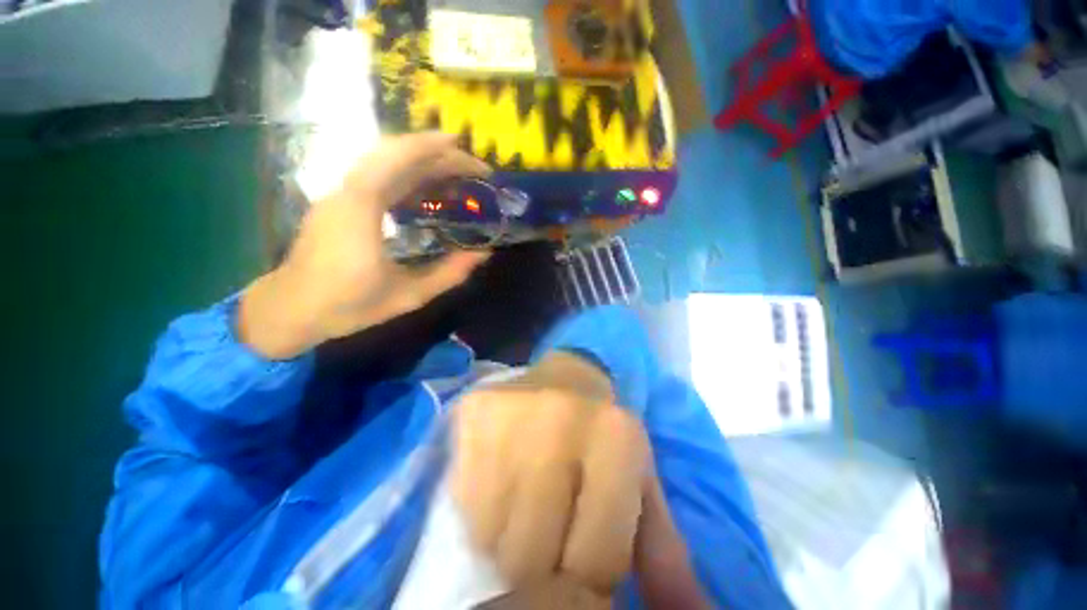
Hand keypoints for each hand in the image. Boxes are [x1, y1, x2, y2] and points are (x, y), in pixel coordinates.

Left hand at [239, 133, 491, 358]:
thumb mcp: (409, 294)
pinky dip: (408, 174)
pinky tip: (428, 190)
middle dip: (438, 155)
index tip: (471, 157)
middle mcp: (349, 189)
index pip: (400, 158)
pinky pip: (378, 176)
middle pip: (395, 153)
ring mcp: (342, 193)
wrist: (292, 309)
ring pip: (386, 161)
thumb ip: (449, 273)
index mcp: (362, 207)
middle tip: (473, 170)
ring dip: (424, 161)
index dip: (438, 150)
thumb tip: (483, 253)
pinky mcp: (341, 202)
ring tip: (456, 175)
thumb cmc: (349, 304)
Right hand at [450, 352, 650, 594]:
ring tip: (529, 500)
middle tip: (554, 526)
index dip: (590, 574)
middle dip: (547, 560)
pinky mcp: (473, 414)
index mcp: (615, 438)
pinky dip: (486, 512)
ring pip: (494, 537)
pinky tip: (504, 481)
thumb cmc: (606, 429)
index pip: (595, 560)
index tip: (583, 558)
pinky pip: (466, 505)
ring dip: (513, 537)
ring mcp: (510, 415)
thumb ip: (662, 549)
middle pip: (535, 557)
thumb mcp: (642, 480)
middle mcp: (559, 420)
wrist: (566, 372)